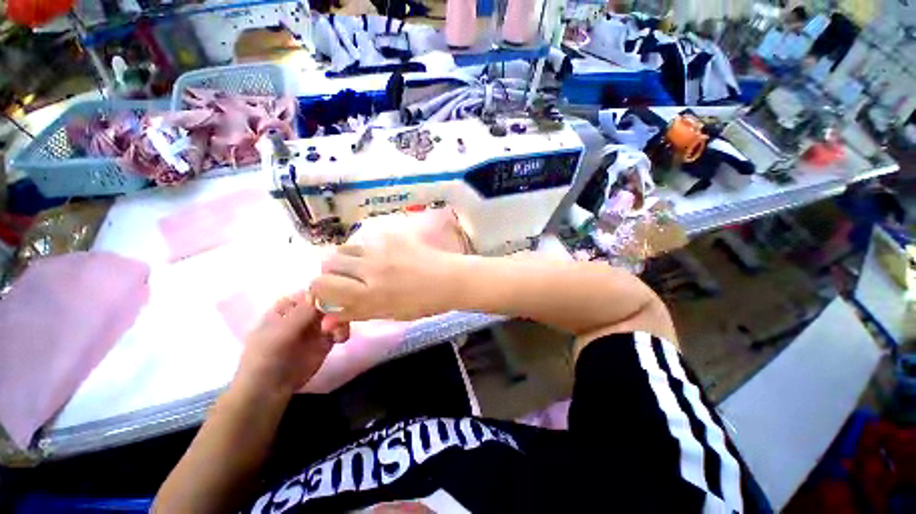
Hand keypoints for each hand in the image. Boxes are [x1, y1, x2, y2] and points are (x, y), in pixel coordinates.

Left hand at [237, 291, 348, 393]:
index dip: (325, 291)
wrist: (268, 391)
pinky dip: (344, 331)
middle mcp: (305, 313)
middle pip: (329, 300)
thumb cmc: (264, 359)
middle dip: (337, 306)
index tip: (335, 297)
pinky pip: (341, 329)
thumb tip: (321, 292)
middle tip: (338, 318)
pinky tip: (340, 340)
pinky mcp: (327, 340)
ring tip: (338, 333)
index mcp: (289, 306)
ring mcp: (317, 326)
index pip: (312, 291)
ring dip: (342, 319)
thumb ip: (300, 313)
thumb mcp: (278, 334)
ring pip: (338, 313)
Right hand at [311, 231, 463, 321]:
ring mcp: (382, 250)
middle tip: (348, 279)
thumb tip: (327, 319)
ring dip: (347, 258)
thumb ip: (356, 314)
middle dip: (331, 272)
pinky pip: (368, 240)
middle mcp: (370, 270)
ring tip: (364, 266)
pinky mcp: (393, 237)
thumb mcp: (389, 315)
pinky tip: (384, 256)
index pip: (320, 285)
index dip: (320, 291)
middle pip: (328, 262)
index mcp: (369, 296)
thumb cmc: (424, 303)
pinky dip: (368, 250)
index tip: (332, 294)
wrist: (450, 280)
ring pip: (345, 247)